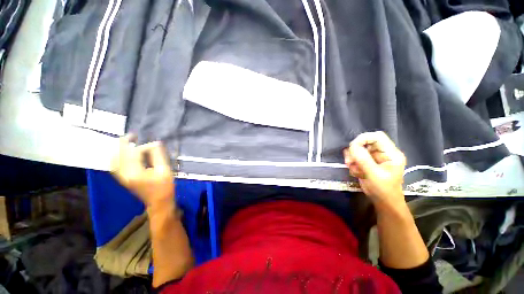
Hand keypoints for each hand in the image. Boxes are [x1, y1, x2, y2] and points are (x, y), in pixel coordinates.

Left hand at [110, 135, 174, 207]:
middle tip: (132, 135)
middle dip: (124, 144)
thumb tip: (155, 143)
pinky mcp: (123, 179)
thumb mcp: (164, 170)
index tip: (156, 144)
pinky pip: (115, 165)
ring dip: (119, 150)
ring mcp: (121, 177)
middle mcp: (124, 174)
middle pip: (118, 156)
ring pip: (114, 160)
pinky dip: (117, 157)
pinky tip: (123, 153)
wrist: (159, 201)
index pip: (134, 154)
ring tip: (127, 142)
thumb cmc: (164, 186)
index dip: (144, 146)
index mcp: (134, 173)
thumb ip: (158, 156)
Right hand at [343, 131, 406, 210]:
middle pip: (365, 143)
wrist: (383, 202)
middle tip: (349, 162)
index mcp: (391, 154)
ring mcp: (374, 158)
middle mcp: (382, 153)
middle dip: (355, 152)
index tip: (352, 147)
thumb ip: (363, 159)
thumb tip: (352, 146)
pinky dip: (353, 165)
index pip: (377, 137)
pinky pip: (355, 158)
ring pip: (358, 150)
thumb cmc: (383, 190)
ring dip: (352, 159)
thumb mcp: (374, 175)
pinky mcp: (367, 163)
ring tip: (354, 170)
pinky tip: (356, 173)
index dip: (363, 138)